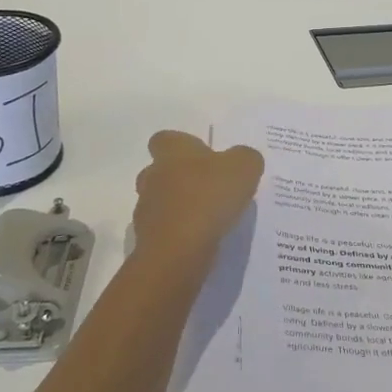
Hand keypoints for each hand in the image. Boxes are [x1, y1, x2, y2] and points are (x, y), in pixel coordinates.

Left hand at [131, 131, 263, 265]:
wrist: (178, 252)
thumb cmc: (209, 197)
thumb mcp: (244, 167)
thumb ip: (245, 158)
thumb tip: (241, 159)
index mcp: (172, 152)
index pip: (165, 139)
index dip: (182, 146)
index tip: (203, 157)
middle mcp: (152, 176)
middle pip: (161, 171)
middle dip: (181, 178)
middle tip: (210, 188)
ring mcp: (145, 210)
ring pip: (161, 202)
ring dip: (180, 207)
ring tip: (209, 219)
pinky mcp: (147, 240)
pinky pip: (164, 231)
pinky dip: (179, 234)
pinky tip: (201, 241)